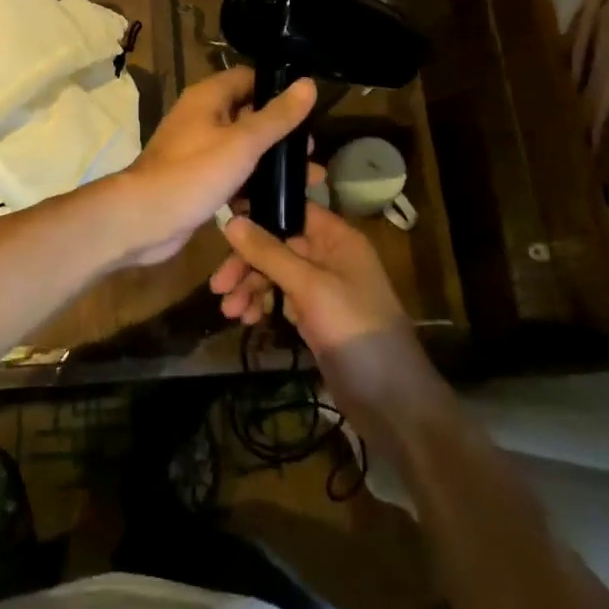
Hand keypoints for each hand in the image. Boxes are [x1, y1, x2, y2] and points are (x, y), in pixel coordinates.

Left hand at [108, 67, 315, 267]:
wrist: (143, 218)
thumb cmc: (194, 173)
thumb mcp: (243, 142)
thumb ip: (277, 116)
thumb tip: (309, 83)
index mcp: (208, 97)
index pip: (249, 78)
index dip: (278, 89)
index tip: (309, 109)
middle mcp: (202, 116)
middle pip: (249, 114)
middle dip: (281, 133)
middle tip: (311, 153)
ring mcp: (198, 149)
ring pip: (243, 147)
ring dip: (271, 162)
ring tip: (308, 180)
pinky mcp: (197, 178)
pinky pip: (232, 173)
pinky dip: (252, 183)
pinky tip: (278, 201)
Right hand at [210, 202, 407, 352]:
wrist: (390, 398)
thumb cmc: (354, 328)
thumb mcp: (309, 286)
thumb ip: (269, 252)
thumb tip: (231, 220)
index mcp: (336, 237)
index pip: (291, 210)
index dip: (258, 214)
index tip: (223, 226)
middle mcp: (329, 255)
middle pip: (277, 244)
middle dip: (247, 263)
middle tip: (219, 286)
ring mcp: (322, 286)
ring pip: (275, 273)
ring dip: (250, 287)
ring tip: (229, 312)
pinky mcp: (315, 315)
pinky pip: (281, 297)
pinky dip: (263, 304)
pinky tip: (247, 319)